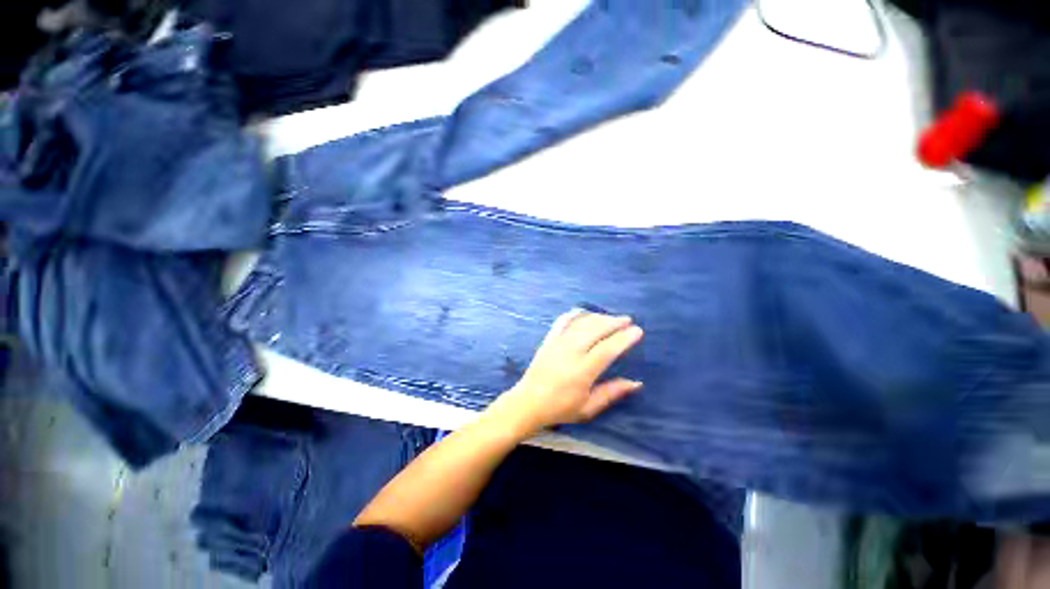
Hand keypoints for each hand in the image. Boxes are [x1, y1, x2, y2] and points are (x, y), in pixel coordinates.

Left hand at [488, 309, 643, 437]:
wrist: (528, 402)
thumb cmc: (560, 408)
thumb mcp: (588, 408)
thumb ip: (611, 393)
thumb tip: (636, 383)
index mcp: (582, 371)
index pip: (607, 349)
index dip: (623, 338)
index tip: (637, 331)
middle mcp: (570, 352)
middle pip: (595, 329)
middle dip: (614, 322)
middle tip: (627, 320)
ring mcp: (557, 343)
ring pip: (581, 322)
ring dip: (598, 317)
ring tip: (611, 318)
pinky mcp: (549, 339)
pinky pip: (563, 321)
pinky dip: (575, 314)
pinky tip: (585, 312)